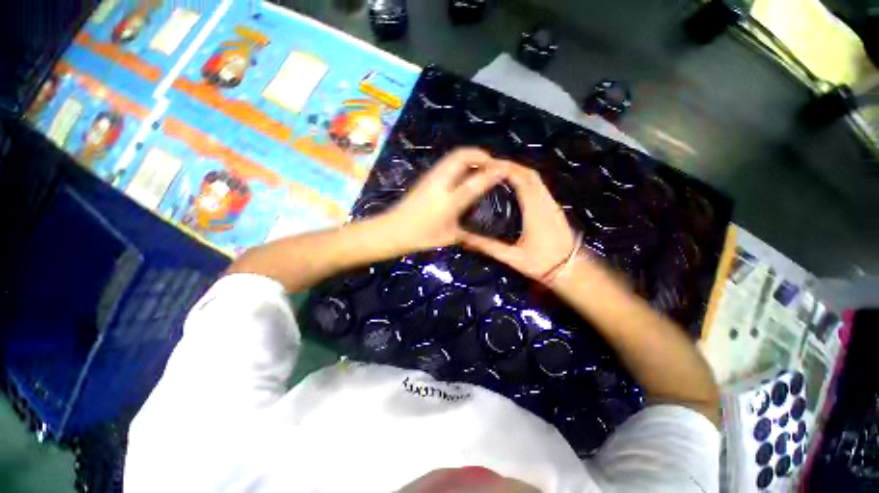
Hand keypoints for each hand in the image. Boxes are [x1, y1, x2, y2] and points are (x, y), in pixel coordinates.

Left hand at [381, 148, 506, 253]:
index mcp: (450, 201)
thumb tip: (480, 229)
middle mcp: (442, 183)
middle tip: (493, 164)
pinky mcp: (426, 177)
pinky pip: (447, 162)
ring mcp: (432, 177)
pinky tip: (465, 172)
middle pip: (463, 156)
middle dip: (481, 155)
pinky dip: (461, 161)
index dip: (493, 173)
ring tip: (482, 165)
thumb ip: (467, 232)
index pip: (477, 181)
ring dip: (470, 156)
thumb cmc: (421, 237)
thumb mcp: (449, 237)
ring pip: (454, 155)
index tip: (506, 169)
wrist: (393, 230)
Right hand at [461, 161, 577, 280]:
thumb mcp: (511, 257)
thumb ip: (487, 247)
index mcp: (535, 211)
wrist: (570, 269)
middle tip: (489, 166)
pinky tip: (515, 184)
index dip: (505, 169)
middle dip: (510, 166)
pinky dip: (526, 179)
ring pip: (536, 178)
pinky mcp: (554, 207)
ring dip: (518, 170)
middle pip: (529, 174)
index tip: (488, 166)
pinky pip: (539, 185)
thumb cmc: (541, 264)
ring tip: (499, 172)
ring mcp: (552, 203)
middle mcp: (545, 202)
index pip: (522, 180)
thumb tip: (464, 239)